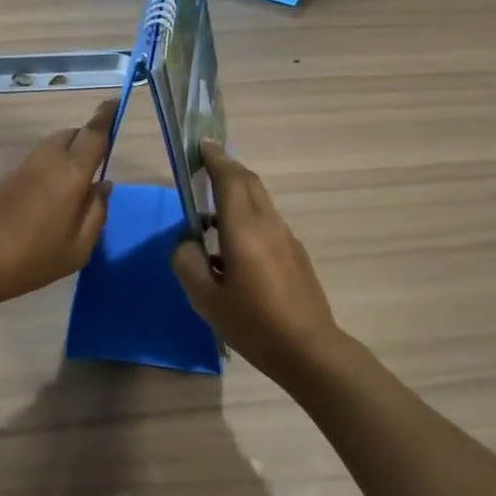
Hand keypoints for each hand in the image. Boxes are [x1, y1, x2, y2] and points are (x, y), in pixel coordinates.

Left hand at [0, 102, 114, 306]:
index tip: (114, 104)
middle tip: (84, 174)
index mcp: (70, 172)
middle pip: (69, 135)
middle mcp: (43, 157)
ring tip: (50, 198)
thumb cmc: (29, 260)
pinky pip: (20, 164)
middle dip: (81, 144)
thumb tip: (102, 185)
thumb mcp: (77, 250)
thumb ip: (97, 212)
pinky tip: (19, 206)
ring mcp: (12, 161)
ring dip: (55, 161)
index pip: (94, 133)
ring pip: (44, 149)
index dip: (106, 116)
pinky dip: (29, 174)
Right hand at [171, 142, 344, 383]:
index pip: (230, 178)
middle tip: (205, 166)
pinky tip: (233, 246)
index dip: (215, 159)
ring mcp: (286, 237)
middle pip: (249, 182)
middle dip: (227, 168)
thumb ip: (188, 263)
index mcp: (244, 228)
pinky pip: (267, 220)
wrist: (308, 349)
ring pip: (260, 200)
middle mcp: (268, 223)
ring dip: (238, 192)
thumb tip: (187, 243)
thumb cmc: (253, 323)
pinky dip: (248, 214)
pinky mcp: (295, 253)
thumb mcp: (205, 299)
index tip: (201, 146)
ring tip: (212, 209)